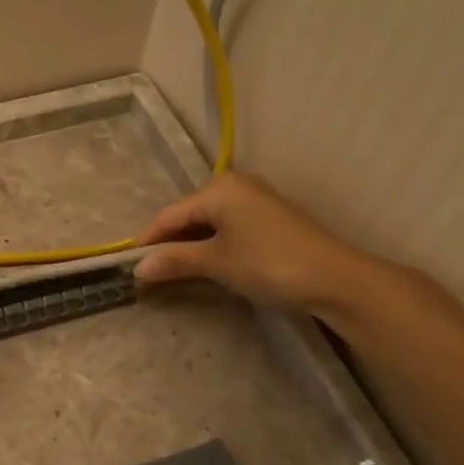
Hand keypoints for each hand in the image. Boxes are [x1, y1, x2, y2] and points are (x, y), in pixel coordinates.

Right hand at [133, 172, 373, 312]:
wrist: (334, 278)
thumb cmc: (268, 263)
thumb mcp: (216, 262)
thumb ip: (175, 261)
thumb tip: (138, 268)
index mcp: (218, 189)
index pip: (171, 215)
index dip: (149, 240)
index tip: (129, 263)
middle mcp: (235, 186)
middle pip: (189, 215)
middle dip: (170, 242)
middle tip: (151, 269)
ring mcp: (255, 200)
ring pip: (209, 221)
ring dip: (191, 245)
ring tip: (174, 269)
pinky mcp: (270, 217)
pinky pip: (228, 226)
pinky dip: (213, 243)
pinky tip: (207, 262)